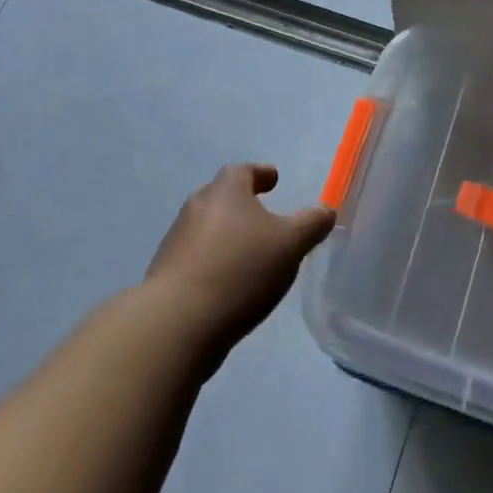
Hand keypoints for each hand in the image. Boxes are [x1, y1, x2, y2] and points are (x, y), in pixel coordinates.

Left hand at [145, 163, 335, 362]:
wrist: (177, 322)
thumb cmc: (240, 270)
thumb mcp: (290, 245)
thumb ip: (311, 224)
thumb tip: (328, 210)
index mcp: (226, 191)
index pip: (242, 171)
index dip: (260, 174)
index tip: (274, 181)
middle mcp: (197, 207)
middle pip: (221, 196)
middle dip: (241, 203)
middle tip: (262, 216)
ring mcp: (176, 240)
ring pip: (206, 227)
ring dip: (226, 235)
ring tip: (248, 254)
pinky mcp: (165, 274)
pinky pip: (195, 257)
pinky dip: (212, 261)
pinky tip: (228, 283)